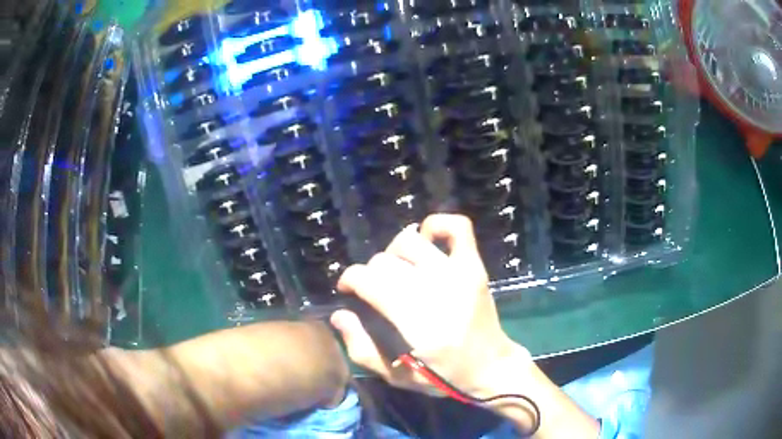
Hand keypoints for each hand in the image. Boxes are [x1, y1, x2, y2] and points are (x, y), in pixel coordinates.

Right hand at [331, 214, 530, 397]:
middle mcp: (436, 289)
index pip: (369, 280)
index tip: (348, 291)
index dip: (349, 281)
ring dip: (395, 253)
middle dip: (370, 274)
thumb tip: (339, 315)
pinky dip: (436, 225)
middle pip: (384, 261)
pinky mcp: (474, 265)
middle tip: (376, 291)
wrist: (491, 367)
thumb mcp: (396, 376)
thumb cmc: (443, 376)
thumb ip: (361, 349)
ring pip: (409, 240)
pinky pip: (456, 227)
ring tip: (398, 271)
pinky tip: (426, 242)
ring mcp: (459, 272)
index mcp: (416, 321)